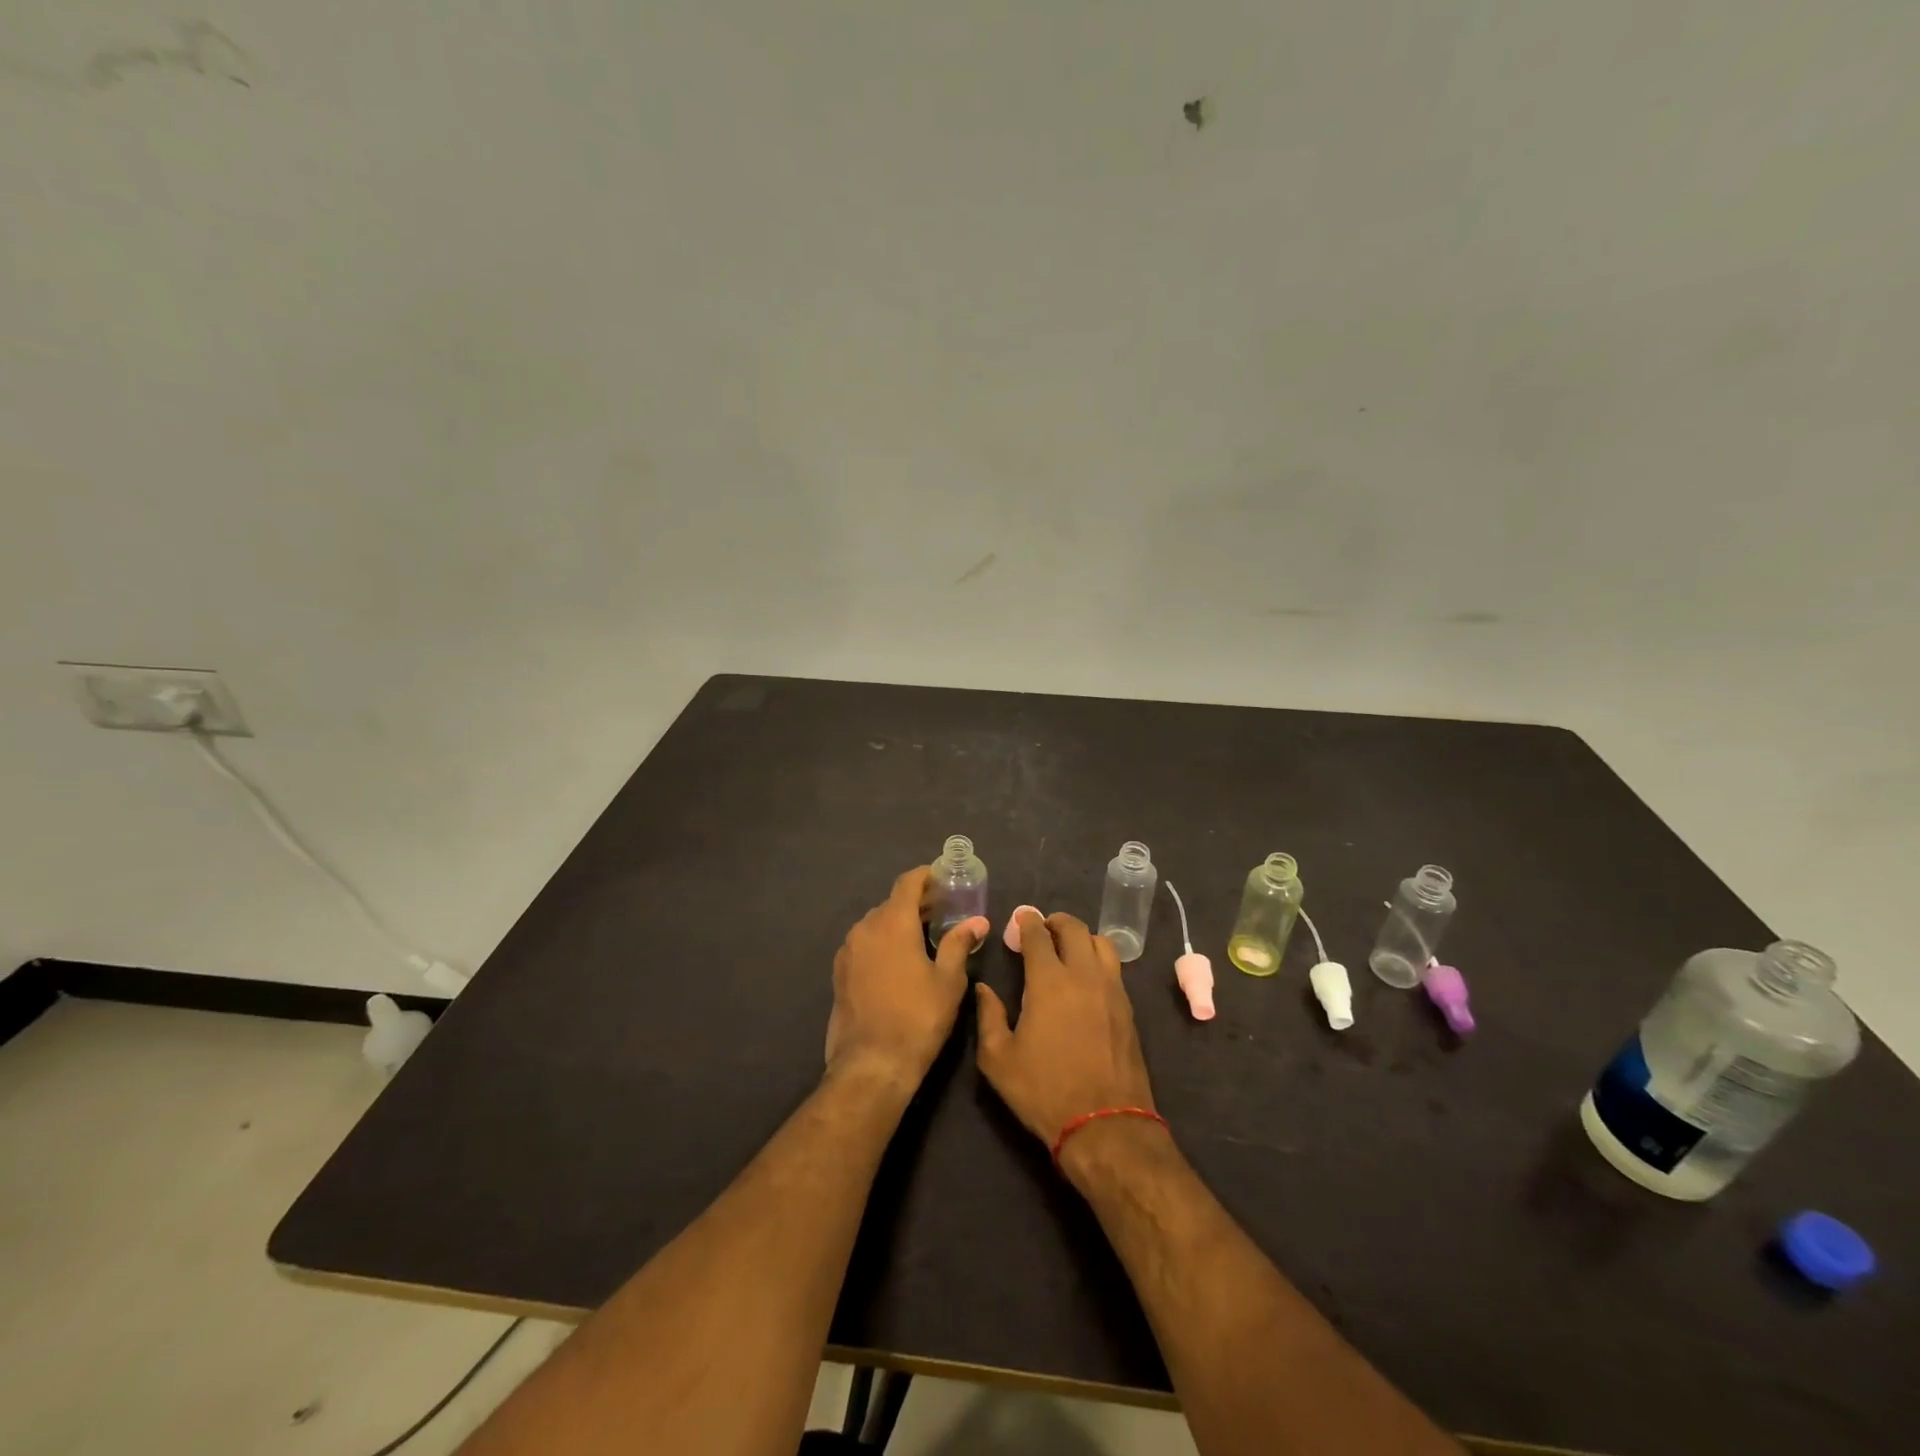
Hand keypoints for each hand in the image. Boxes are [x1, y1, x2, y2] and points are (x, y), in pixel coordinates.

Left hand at [825, 867, 984, 1095]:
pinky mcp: (840, 973)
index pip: (908, 883)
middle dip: (916, 902)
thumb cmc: (918, 1018)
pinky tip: (900, 961)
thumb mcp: (949, 981)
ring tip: (924, 937)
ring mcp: (848, 951)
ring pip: (876, 924)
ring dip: (899, 923)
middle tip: (943, 911)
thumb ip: (960, 944)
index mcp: (892, 922)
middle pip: (892, 903)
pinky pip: (865, 944)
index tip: (943, 878)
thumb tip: (977, 922)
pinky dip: (883, 942)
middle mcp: (865, 928)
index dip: (926, 876)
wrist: (871, 1064)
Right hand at [975, 910, 1156, 1149]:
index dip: (1027, 922)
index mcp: (1049, 981)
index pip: (1038, 935)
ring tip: (1068, 948)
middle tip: (1043, 929)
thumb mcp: (998, 1060)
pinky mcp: (1128, 1009)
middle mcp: (1084, 975)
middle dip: (1056, 922)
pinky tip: (1087, 977)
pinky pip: (1114, 968)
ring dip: (1082, 937)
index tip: (1020, 918)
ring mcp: (1112, 990)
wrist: (1105, 1125)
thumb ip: (988, 1017)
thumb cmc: (1045, 1091)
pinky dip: (1098, 959)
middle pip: (1075, 929)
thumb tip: (984, 988)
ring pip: (1101, 943)